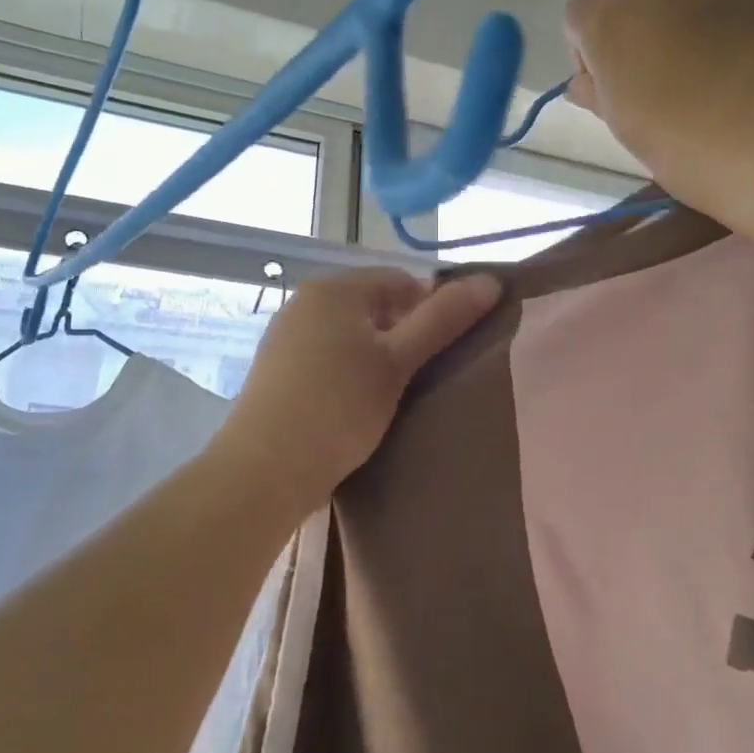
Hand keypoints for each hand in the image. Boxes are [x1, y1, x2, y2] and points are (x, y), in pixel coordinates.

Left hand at [220, 268, 501, 510]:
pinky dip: (348, 373)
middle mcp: (305, 301)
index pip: (402, 281)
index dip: (432, 311)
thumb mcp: (398, 363)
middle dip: (403, 336)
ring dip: (376, 357)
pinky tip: (355, 406)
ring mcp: (285, 336)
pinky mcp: (276, 370)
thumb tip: (491, 281)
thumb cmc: (338, 408)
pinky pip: (326, 357)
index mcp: (335, 288)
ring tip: (393, 397)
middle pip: (374, 306)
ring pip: (350, 335)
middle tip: (422, 379)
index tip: (444, 354)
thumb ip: (443, 320)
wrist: (262, 471)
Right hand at [564, 0, 753, 206]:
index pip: (581, 11)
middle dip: (642, 6)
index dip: (590, 43)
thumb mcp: (627, 129)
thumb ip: (600, 94)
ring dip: (699, 10)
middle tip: (663, 57)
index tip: (610, 78)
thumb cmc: (686, 147)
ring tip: (725, 62)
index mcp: (613, 23)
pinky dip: (753, 14)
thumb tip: (585, 83)